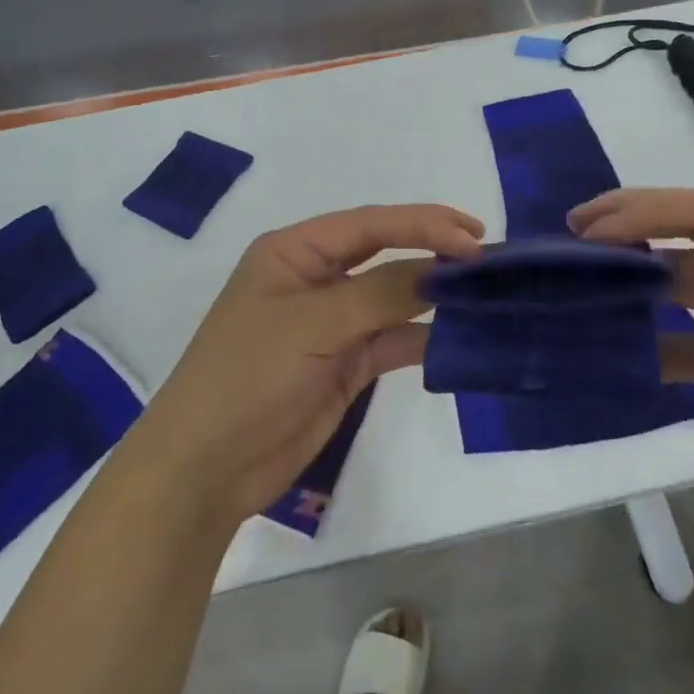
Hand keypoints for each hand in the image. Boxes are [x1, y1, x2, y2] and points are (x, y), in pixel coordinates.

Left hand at [124, 204, 483, 524]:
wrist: (206, 468)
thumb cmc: (249, 375)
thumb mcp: (314, 324)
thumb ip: (382, 294)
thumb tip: (444, 270)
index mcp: (294, 251)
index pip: (369, 225)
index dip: (422, 224)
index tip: (473, 238)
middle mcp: (314, 279)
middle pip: (384, 254)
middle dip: (433, 252)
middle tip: (488, 256)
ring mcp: (330, 324)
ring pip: (392, 298)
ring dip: (433, 296)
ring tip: (485, 292)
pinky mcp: (343, 365)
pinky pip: (391, 341)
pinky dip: (422, 339)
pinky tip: (457, 338)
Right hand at [571, 188, 693, 530]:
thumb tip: (641, 265)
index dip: (644, 211)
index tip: (588, 224)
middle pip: (684, 240)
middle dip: (628, 239)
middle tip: (569, 241)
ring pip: (676, 289)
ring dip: (631, 288)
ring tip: (578, 286)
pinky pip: (682, 345)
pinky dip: (649, 346)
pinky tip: (614, 348)